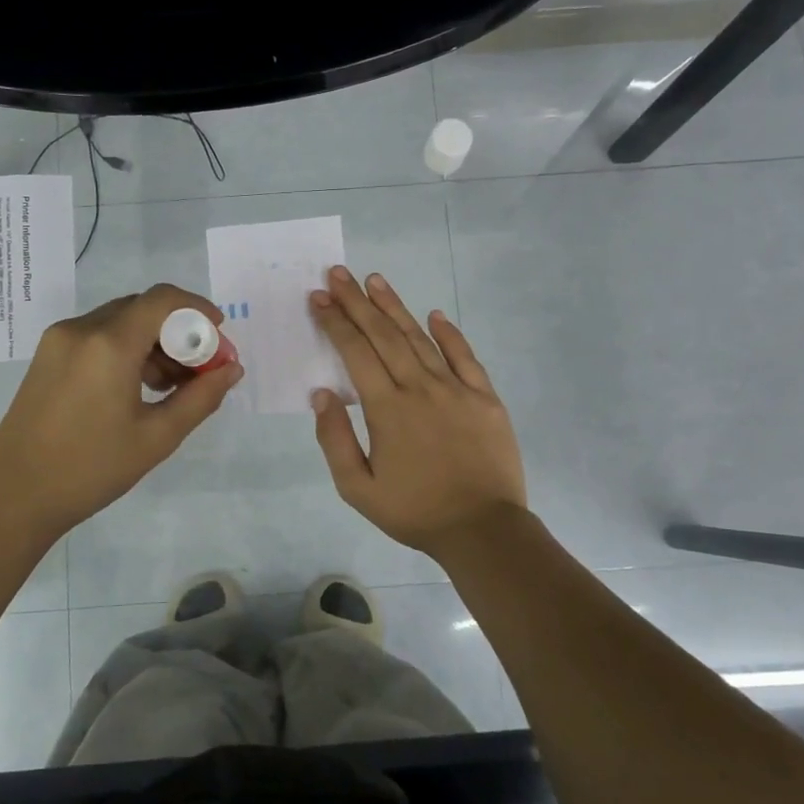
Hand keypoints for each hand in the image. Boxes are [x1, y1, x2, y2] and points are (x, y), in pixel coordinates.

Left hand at [0, 284, 242, 541]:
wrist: (14, 497)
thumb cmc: (91, 469)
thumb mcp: (156, 437)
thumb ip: (200, 398)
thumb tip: (232, 370)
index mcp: (108, 344)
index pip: (162, 300)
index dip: (198, 309)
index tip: (219, 336)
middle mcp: (80, 329)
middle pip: (142, 308)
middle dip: (178, 331)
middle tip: (200, 369)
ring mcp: (58, 341)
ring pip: (119, 322)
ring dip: (152, 342)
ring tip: (171, 386)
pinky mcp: (47, 357)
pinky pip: (97, 337)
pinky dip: (126, 350)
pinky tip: (137, 388)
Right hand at [309, 267, 526, 559]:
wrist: (482, 529)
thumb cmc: (414, 511)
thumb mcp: (358, 488)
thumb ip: (335, 440)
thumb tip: (322, 395)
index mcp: (387, 408)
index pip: (355, 352)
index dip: (335, 322)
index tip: (319, 298)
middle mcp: (420, 388)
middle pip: (384, 335)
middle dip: (358, 302)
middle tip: (339, 274)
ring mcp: (456, 389)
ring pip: (420, 338)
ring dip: (396, 308)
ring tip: (375, 280)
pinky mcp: (485, 398)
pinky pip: (465, 357)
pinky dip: (449, 334)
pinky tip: (435, 315)